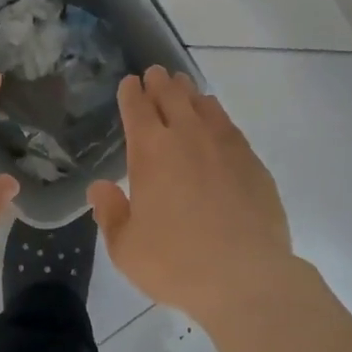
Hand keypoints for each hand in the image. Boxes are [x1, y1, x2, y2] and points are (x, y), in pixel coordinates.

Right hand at [88, 66, 298, 326]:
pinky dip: (216, 115)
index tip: (130, 83)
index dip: (131, 92)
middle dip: (159, 83)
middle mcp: (187, 136)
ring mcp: (223, 144)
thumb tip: (99, 188)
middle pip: (171, 96)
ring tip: (183, 89)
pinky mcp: (251, 160)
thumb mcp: (126, 249)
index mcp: (151, 151)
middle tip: (156, 74)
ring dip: (188, 93)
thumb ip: (110, 213)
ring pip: (202, 104)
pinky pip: (228, 125)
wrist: (247, 277)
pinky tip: (215, 120)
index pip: (137, 108)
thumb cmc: (177, 263)